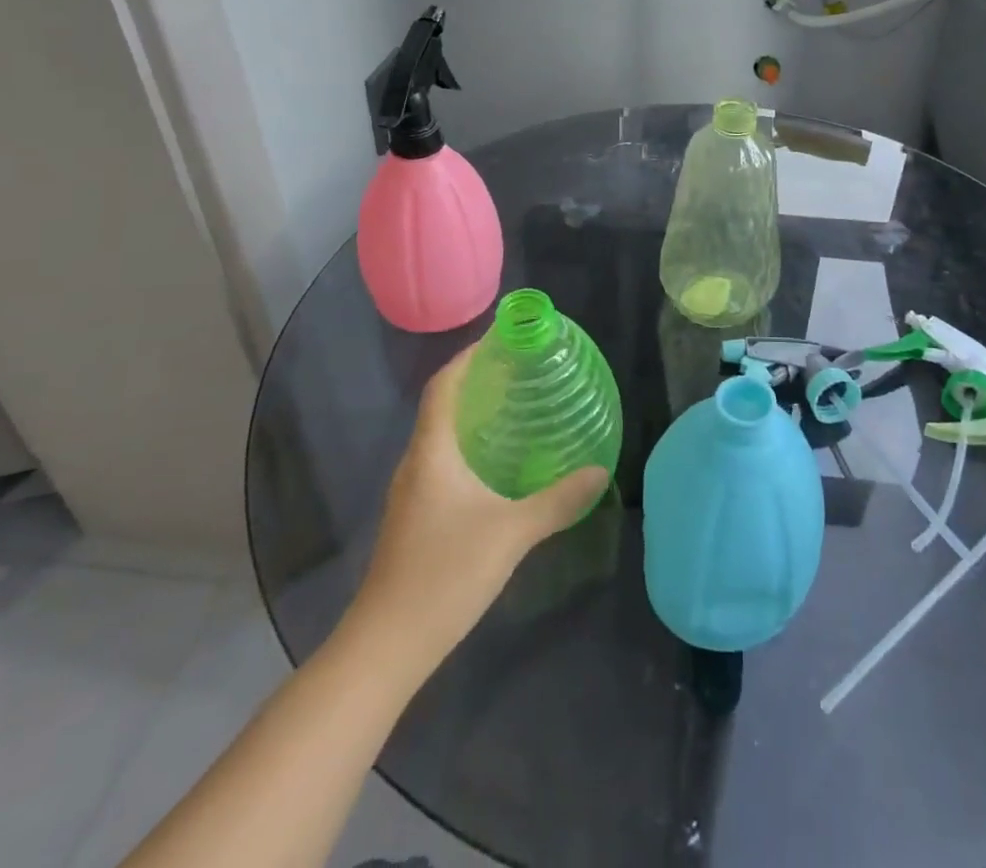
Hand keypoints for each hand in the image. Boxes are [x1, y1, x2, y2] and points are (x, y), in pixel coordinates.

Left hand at [349, 348, 607, 665]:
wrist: (385, 647)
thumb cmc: (444, 575)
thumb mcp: (511, 534)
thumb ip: (557, 500)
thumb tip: (599, 471)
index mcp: (432, 453)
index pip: (443, 386)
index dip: (467, 357)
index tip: (500, 339)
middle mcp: (417, 464)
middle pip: (442, 406)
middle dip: (477, 381)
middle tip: (521, 370)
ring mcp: (412, 493)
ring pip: (442, 437)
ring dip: (473, 415)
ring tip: (516, 408)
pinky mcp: (415, 518)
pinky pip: (443, 463)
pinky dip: (469, 447)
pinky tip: (498, 464)